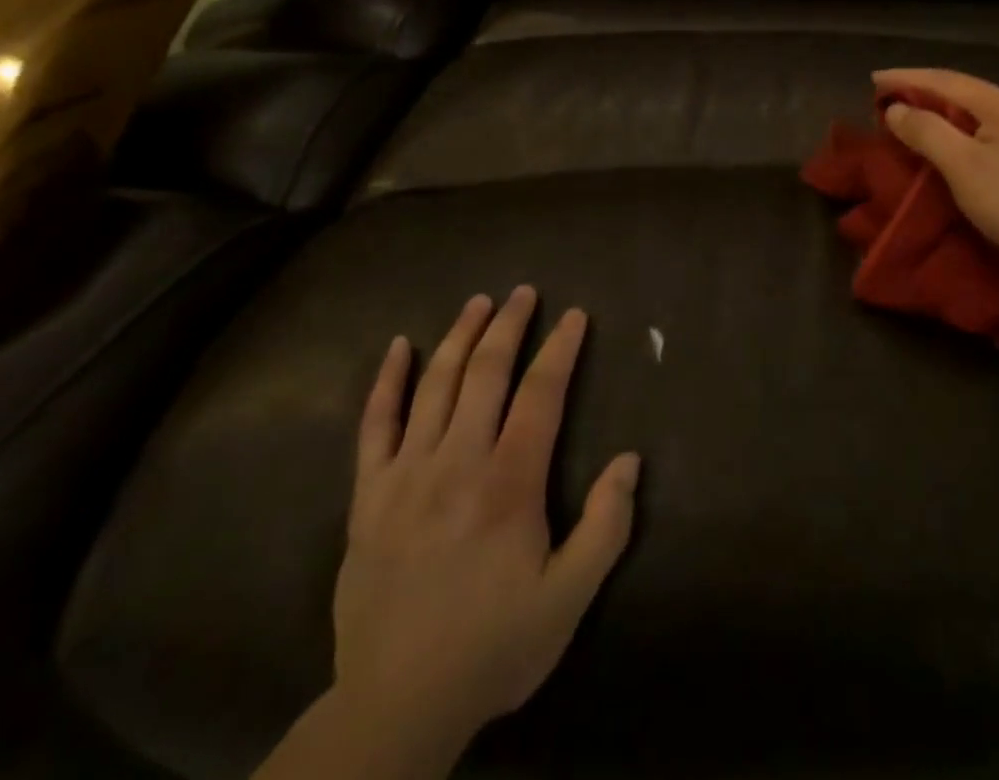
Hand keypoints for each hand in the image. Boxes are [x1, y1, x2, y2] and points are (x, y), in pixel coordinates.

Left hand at [332, 286, 638, 758]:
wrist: (395, 706)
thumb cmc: (493, 647)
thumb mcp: (568, 598)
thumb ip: (606, 527)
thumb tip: (630, 460)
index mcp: (508, 483)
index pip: (541, 394)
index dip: (561, 349)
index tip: (575, 315)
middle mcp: (457, 462)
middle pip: (486, 373)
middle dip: (509, 325)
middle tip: (524, 292)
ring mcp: (406, 474)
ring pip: (436, 385)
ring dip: (460, 336)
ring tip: (478, 302)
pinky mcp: (368, 495)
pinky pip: (374, 425)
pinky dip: (386, 381)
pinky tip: (398, 347)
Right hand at [872, 68, 998, 275]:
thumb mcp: (962, 165)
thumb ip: (926, 131)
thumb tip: (897, 108)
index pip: (945, 80)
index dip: (906, 78)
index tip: (873, 80)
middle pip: (961, 92)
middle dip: (921, 92)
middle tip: (886, 100)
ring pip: (973, 113)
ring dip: (938, 113)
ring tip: (909, 119)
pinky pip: (984, 131)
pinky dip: (956, 131)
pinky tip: (946, 143)